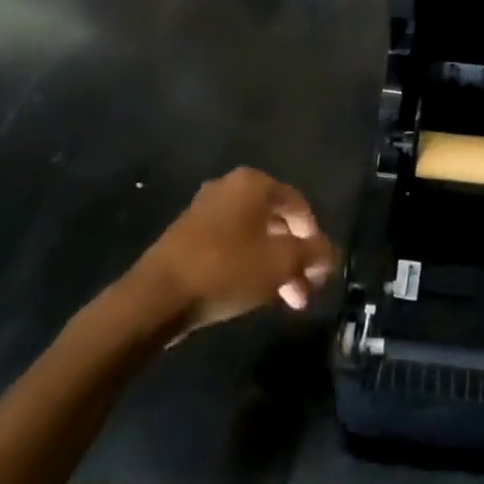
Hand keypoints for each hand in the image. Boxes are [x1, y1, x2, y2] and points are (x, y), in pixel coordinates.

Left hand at [125, 168, 336, 334]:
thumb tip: (328, 255)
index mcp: (253, 183)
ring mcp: (204, 211)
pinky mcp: (186, 237)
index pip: (299, 205)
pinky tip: (254, 294)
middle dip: (294, 258)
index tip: (320, 269)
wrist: (155, 298)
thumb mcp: (282, 263)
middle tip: (305, 291)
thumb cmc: (226, 269)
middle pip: (275, 222)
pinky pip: (230, 246)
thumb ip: (314, 254)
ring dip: (274, 267)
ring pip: (253, 238)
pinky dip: (248, 266)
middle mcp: (228, 188)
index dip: (315, 237)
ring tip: (285, 301)